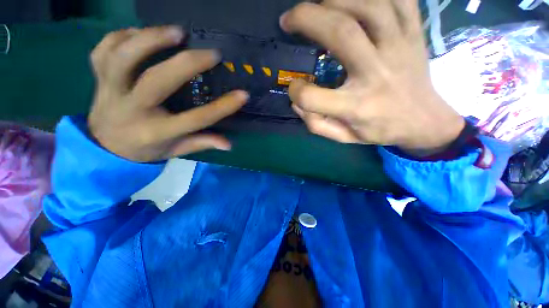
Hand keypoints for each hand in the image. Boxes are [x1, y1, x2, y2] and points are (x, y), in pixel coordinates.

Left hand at [88, 26, 247, 161]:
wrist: (104, 147)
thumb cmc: (146, 149)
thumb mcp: (176, 150)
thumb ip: (202, 144)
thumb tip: (229, 144)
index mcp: (156, 131)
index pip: (196, 119)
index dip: (223, 107)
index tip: (242, 95)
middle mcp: (132, 110)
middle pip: (157, 81)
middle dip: (187, 64)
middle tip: (211, 54)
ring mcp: (110, 91)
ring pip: (123, 57)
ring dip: (150, 39)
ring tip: (177, 32)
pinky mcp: (98, 78)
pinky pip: (102, 50)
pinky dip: (120, 36)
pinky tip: (140, 34)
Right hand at [281, 0, 464, 156]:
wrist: (423, 120)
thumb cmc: (378, 130)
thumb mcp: (343, 137)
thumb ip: (316, 124)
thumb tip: (296, 102)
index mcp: (356, 107)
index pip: (312, 97)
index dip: (295, 91)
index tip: (293, 88)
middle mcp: (377, 73)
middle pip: (341, 33)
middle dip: (306, 18)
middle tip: (287, 20)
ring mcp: (400, 47)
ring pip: (369, 6)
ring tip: (316, 5)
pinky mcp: (414, 33)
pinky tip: (351, 0)